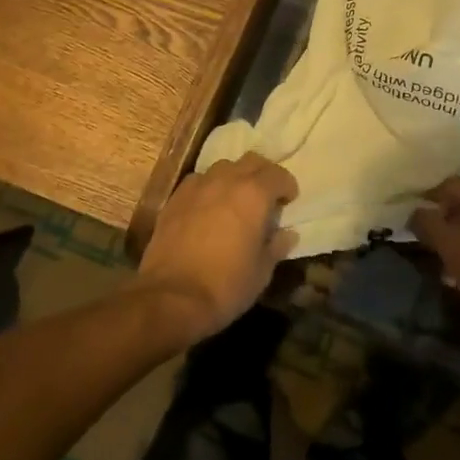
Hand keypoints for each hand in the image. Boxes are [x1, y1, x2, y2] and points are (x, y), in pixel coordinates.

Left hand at [137, 153, 299, 342]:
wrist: (171, 297)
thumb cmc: (226, 285)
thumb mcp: (262, 271)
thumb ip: (277, 246)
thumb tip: (287, 234)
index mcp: (254, 194)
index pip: (278, 174)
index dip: (287, 186)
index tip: (288, 201)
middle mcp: (227, 180)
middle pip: (251, 161)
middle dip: (262, 174)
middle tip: (265, 196)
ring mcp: (197, 186)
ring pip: (222, 167)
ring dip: (234, 177)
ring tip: (235, 199)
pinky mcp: (174, 199)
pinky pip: (198, 181)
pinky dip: (208, 187)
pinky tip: (207, 207)